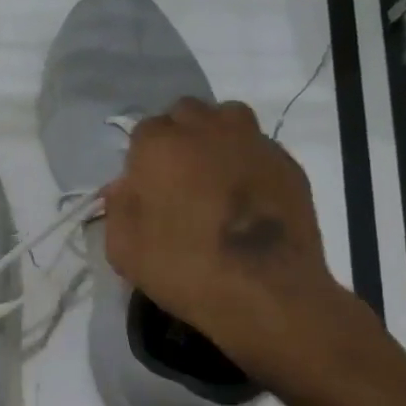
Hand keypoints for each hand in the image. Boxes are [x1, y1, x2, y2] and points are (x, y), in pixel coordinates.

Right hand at [103, 99, 342, 382]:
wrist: (266, 292)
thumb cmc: (184, 269)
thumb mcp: (124, 249)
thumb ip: (118, 208)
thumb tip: (125, 187)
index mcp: (161, 146)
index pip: (143, 131)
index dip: (141, 158)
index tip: (145, 187)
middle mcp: (207, 130)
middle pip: (185, 113)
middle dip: (177, 136)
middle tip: (176, 177)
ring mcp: (252, 142)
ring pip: (227, 118)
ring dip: (214, 137)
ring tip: (213, 174)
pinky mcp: (287, 162)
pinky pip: (257, 146)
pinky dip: (246, 160)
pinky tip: (245, 195)